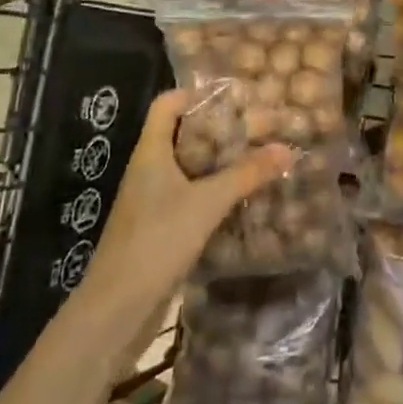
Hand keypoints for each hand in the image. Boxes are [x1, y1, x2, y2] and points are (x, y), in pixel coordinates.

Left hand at [85, 90, 295, 305]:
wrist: (116, 310)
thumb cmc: (156, 240)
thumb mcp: (207, 203)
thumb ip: (246, 175)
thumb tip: (286, 148)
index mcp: (150, 151)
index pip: (167, 103)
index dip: (195, 93)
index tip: (233, 96)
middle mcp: (147, 169)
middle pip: (181, 134)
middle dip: (217, 130)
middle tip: (255, 128)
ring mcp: (150, 201)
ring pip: (187, 168)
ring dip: (217, 164)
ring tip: (255, 159)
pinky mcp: (157, 229)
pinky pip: (188, 198)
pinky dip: (212, 194)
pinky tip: (240, 201)